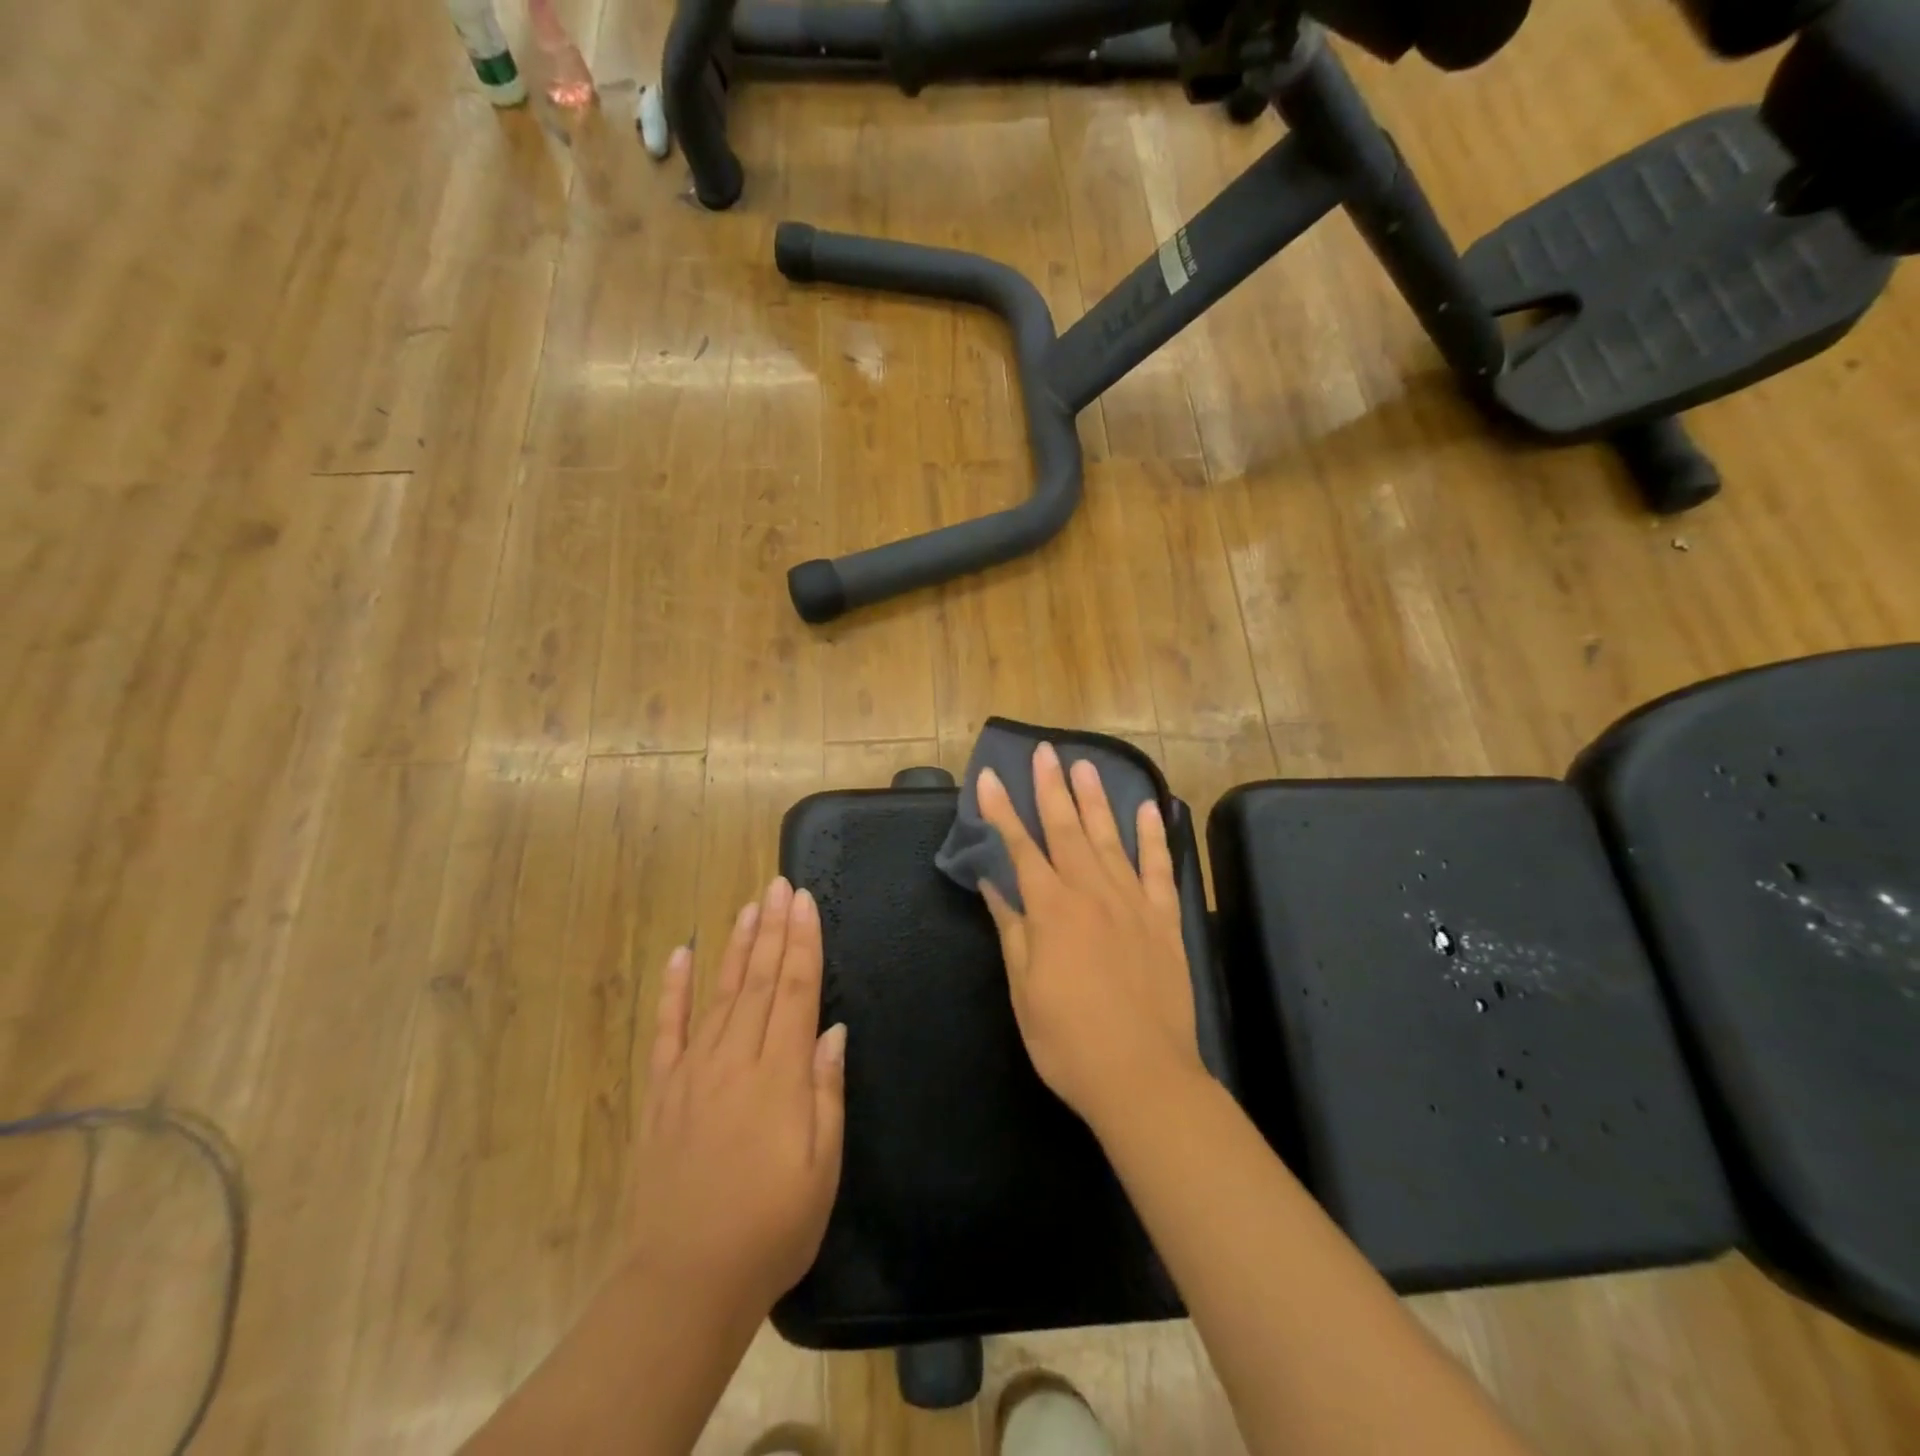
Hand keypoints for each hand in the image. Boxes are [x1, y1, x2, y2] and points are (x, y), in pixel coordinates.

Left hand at [629, 877, 846, 1317]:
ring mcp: (694, 1072)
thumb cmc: (772, 1227)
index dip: (803, 942)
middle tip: (780, 885)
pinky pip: (667, 1030)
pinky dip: (673, 990)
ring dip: (736, 946)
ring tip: (749, 906)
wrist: (686, 1280)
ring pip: (720, 993)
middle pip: (761, 980)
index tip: (804, 901)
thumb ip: (827, 1091)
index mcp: (780, 1075)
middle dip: (774, 928)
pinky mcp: (662, 1092)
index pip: (797, 990)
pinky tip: (681, 955)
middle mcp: (736, 1059)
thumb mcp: (823, 1166)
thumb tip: (833, 1031)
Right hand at [976, 743, 1205, 1134]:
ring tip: (1085, 764)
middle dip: (1051, 788)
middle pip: (1067, 829)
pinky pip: (1158, 867)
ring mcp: (1132, 903)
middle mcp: (1091, 893)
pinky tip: (1149, 808)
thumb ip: (1011, 929)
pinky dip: (1153, 835)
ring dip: (1096, 799)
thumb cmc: (1068, 1041)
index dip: (1003, 811)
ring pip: (1110, 838)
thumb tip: (993, 882)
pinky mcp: (1164, 919)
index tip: (992, 777)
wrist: (1143, 1077)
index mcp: (1051, 910)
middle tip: (1044, 751)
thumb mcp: (1024, 989)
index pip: (1020, 847)